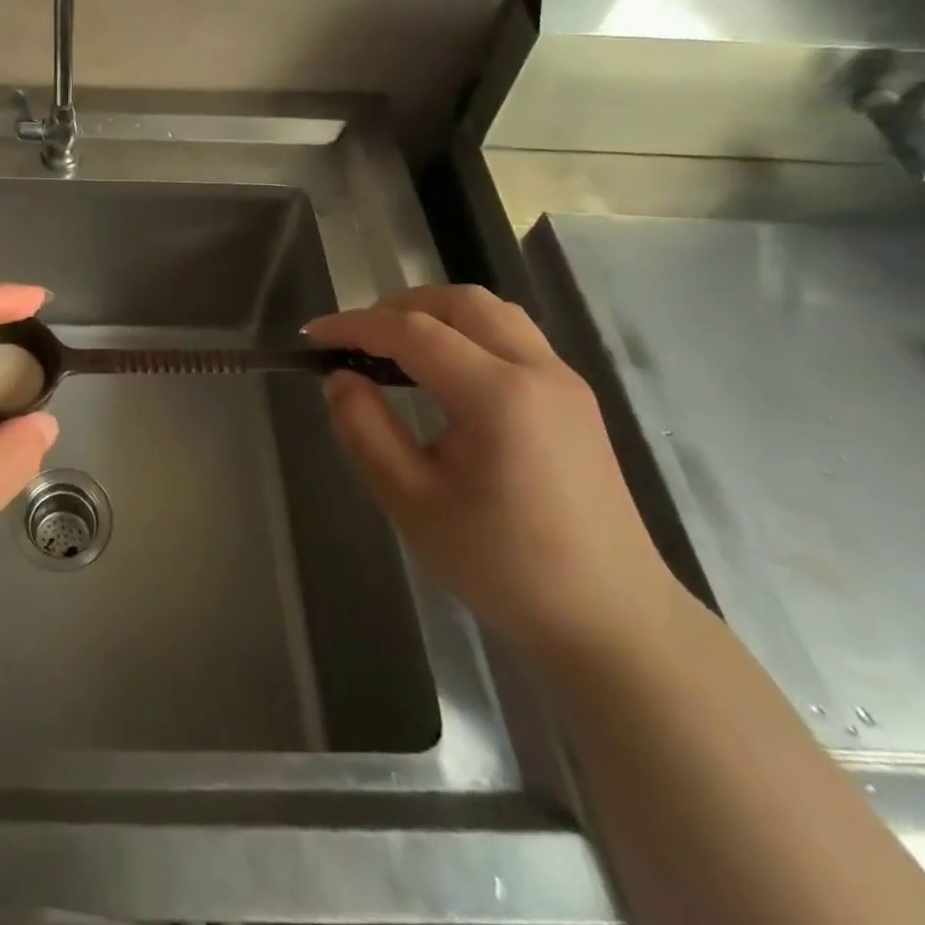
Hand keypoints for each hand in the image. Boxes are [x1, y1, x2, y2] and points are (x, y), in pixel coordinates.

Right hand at [306, 286, 680, 665]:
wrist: (611, 621)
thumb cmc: (503, 567)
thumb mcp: (411, 502)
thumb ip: (365, 430)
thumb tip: (341, 378)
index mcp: (499, 395)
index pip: (413, 333)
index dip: (355, 326)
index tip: (313, 336)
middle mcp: (538, 371)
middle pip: (459, 303)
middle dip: (397, 308)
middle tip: (354, 340)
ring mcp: (564, 381)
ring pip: (491, 313)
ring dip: (435, 315)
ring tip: (393, 347)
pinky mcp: (574, 399)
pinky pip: (512, 337)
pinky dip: (465, 334)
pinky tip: (441, 373)